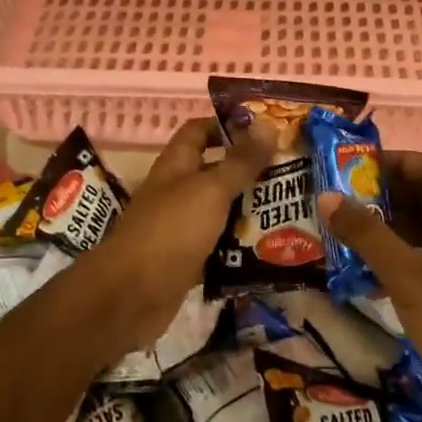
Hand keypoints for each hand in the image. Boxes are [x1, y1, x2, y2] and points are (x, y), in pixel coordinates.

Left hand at [84, 117, 272, 347]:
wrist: (132, 296)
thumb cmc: (171, 231)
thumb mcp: (211, 190)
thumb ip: (240, 161)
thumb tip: (267, 124)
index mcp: (176, 165)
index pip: (199, 131)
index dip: (227, 124)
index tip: (265, 130)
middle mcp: (176, 191)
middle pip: (214, 171)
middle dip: (248, 170)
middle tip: (290, 172)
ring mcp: (179, 228)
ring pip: (219, 211)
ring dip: (248, 210)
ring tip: (289, 209)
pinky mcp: (186, 261)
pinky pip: (218, 246)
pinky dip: (239, 246)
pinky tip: (270, 248)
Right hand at [319, 152, 421, 420]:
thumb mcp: (404, 271)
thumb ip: (365, 232)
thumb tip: (326, 196)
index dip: (400, 162)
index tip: (361, 170)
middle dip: (386, 195)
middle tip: (345, 199)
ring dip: (388, 227)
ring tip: (346, 230)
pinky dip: (397, 256)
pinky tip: (365, 270)